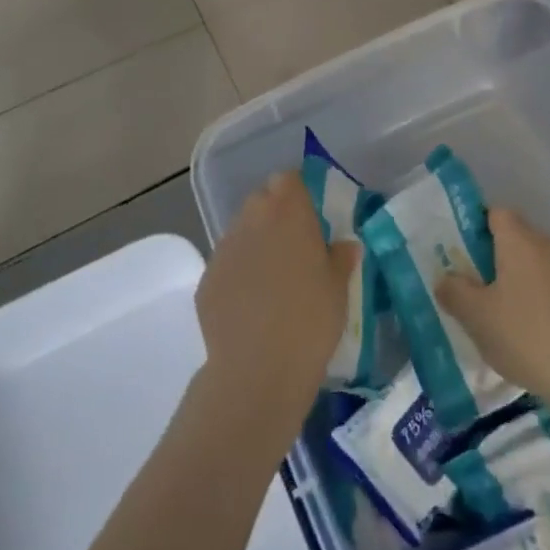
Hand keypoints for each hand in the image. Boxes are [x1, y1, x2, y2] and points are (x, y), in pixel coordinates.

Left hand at [195, 172, 359, 452]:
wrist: (257, 369)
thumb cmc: (310, 319)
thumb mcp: (339, 287)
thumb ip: (341, 257)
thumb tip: (343, 245)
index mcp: (287, 211)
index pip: (288, 179)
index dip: (299, 193)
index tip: (312, 216)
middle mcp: (251, 219)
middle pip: (262, 200)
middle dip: (277, 214)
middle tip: (296, 246)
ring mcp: (224, 248)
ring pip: (242, 231)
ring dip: (256, 243)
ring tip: (273, 279)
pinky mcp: (206, 279)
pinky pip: (227, 264)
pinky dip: (239, 274)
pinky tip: (251, 305)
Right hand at [437, 207, 549, 403]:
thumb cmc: (522, 333)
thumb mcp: (474, 315)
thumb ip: (454, 290)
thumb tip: (446, 278)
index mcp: (518, 240)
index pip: (496, 213)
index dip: (479, 226)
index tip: (464, 250)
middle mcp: (548, 245)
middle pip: (519, 237)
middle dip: (499, 255)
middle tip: (479, 283)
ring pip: (539, 263)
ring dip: (523, 277)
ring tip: (505, 309)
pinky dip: (544, 298)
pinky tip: (534, 327)